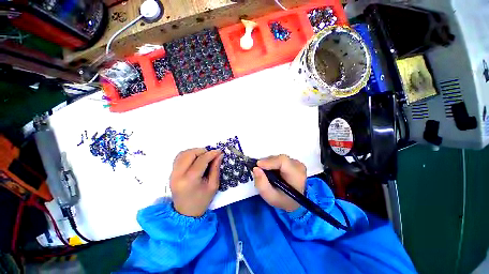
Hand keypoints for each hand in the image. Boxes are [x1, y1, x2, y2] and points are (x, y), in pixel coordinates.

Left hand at [170, 148, 222, 216]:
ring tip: (203, 156)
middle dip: (202, 151)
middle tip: (210, 155)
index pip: (201, 160)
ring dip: (195, 152)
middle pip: (189, 154)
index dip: (211, 154)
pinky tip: (195, 159)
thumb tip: (219, 155)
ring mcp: (172, 173)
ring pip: (183, 154)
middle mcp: (178, 175)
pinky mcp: (171, 173)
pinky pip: (179, 157)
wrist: (186, 213)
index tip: (219, 151)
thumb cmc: (202, 200)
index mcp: (190, 180)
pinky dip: (188, 154)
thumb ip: (216, 168)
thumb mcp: (213, 185)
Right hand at [252, 155, 306, 211]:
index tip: (258, 165)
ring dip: (270, 163)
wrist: (295, 201)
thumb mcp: (270, 197)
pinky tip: (272, 171)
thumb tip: (256, 168)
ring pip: (279, 158)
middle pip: (279, 159)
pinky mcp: (294, 161)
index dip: (269, 161)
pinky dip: (273, 163)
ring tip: (267, 174)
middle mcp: (299, 166)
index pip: (283, 161)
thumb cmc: (283, 200)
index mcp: (297, 176)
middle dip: (267, 163)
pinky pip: (280, 158)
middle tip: (260, 172)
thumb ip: (261, 184)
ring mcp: (297, 163)